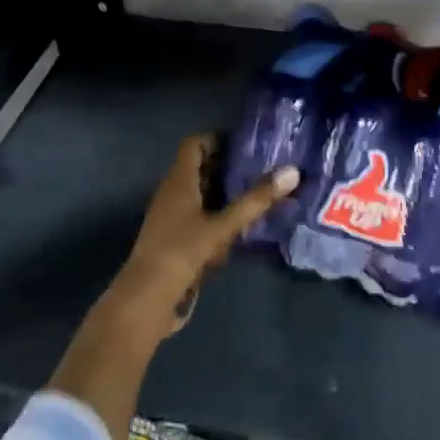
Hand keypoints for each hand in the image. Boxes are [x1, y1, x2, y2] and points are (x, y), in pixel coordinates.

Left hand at [107, 134, 300, 339]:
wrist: (147, 300)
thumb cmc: (182, 252)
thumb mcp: (223, 226)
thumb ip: (256, 200)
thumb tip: (292, 171)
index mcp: (178, 182)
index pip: (193, 145)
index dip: (217, 139)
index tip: (246, 143)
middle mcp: (172, 195)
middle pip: (198, 170)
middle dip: (227, 166)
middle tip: (260, 167)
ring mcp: (171, 220)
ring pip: (200, 196)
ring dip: (224, 193)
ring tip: (257, 194)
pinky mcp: (175, 243)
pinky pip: (199, 219)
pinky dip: (219, 217)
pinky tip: (242, 228)